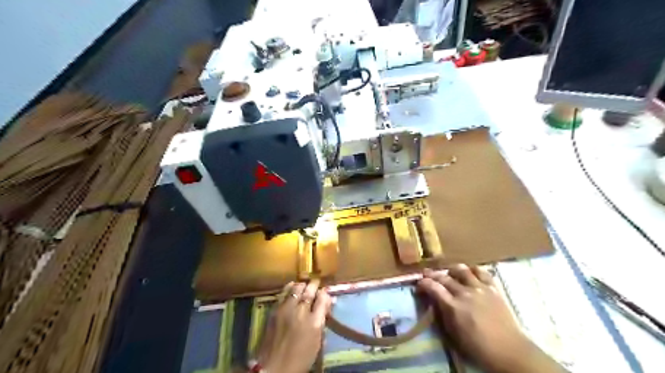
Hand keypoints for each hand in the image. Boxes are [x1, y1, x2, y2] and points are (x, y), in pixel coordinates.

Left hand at [253, 280, 330, 372]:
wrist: (274, 367)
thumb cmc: (300, 358)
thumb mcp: (317, 342)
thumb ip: (322, 322)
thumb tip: (326, 307)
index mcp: (314, 322)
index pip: (322, 299)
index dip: (325, 294)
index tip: (325, 293)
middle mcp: (301, 312)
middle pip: (310, 291)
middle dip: (314, 286)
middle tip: (316, 283)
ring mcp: (286, 309)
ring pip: (296, 289)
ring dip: (302, 286)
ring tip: (304, 285)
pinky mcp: (275, 310)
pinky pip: (284, 293)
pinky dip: (289, 288)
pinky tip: (292, 286)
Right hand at [418, 264, 562, 372]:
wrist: (510, 351)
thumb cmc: (478, 348)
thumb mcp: (454, 335)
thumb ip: (443, 315)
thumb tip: (435, 302)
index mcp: (453, 307)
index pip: (433, 288)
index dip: (423, 283)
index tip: (419, 283)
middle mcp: (465, 293)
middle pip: (444, 277)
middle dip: (432, 275)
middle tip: (427, 275)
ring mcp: (480, 288)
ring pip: (462, 270)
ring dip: (452, 269)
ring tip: (449, 272)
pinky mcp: (493, 288)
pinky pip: (481, 272)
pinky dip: (473, 270)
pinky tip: (470, 273)